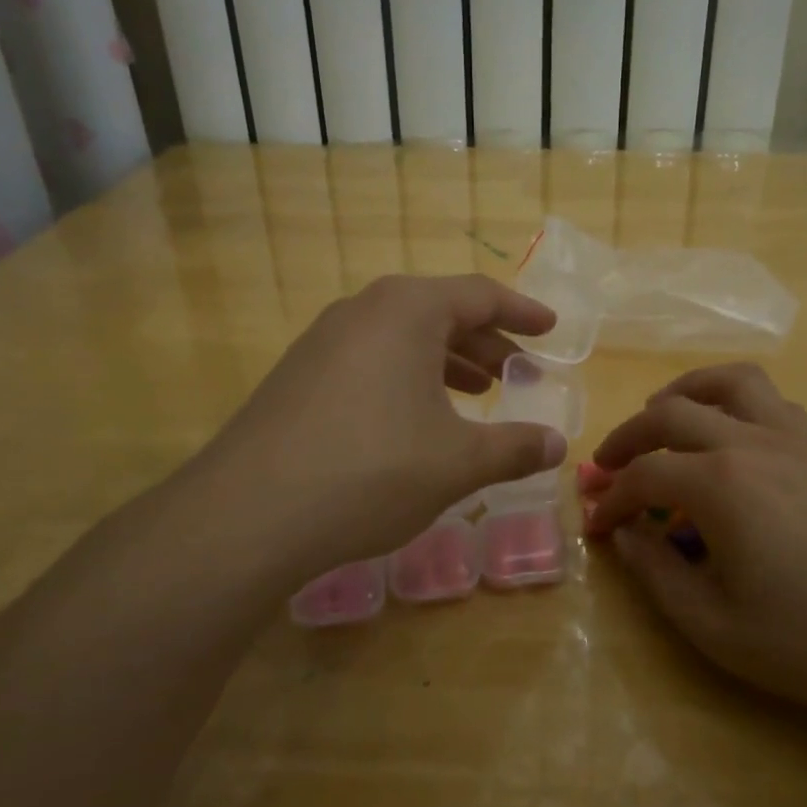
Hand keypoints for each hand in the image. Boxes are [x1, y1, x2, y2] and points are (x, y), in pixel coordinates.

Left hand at [184, 275, 567, 587]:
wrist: (249, 512)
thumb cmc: (373, 469)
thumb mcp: (459, 461)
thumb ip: (515, 447)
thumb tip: (557, 445)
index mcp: (407, 310)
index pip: (479, 294)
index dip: (522, 312)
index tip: (550, 329)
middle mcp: (362, 310)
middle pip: (439, 312)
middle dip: (486, 343)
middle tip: (519, 373)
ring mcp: (323, 341)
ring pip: (402, 338)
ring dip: (447, 362)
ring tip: (478, 395)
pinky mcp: (299, 376)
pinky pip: (370, 361)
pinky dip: (407, 379)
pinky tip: (417, 421)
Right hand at [585, 364, 806, 731]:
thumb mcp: (716, 627)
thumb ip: (656, 575)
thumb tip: (624, 535)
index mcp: (719, 484)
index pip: (644, 476)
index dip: (612, 500)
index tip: (596, 526)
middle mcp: (752, 442)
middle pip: (672, 413)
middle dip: (629, 436)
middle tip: (609, 465)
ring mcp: (796, 439)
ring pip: (729, 382)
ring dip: (684, 392)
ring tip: (663, 420)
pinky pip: (770, 401)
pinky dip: (734, 402)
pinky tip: (731, 439)